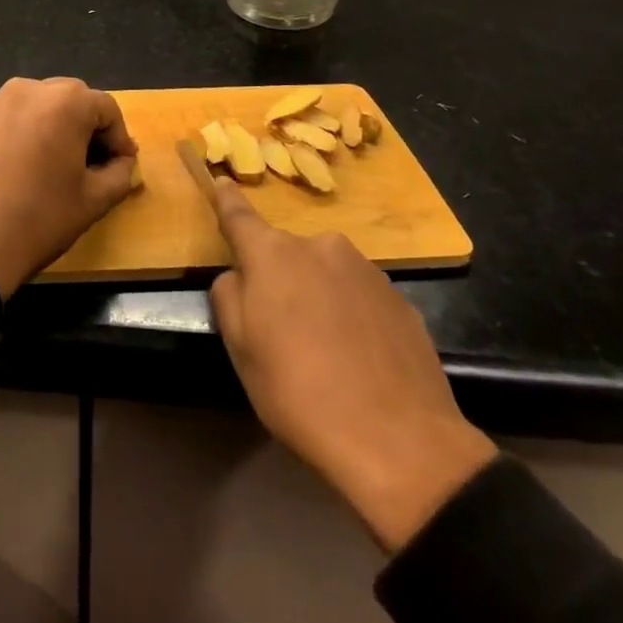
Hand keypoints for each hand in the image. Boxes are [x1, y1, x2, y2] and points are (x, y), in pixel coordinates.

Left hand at [0, 77, 138, 295]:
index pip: (107, 109)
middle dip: (89, 128)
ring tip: (60, 165)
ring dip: (58, 128)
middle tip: (95, 165)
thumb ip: (120, 173)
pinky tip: (28, 166)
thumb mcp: (94, 200)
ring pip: (42, 106)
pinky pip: (16, 116)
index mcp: (65, 101)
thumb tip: (123, 163)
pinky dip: (30, 132)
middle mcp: (30, 88)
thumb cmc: (40, 218)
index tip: (122, 166)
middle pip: (74, 100)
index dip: (119, 138)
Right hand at [208, 178, 496, 551]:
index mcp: (273, 254)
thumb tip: (239, 276)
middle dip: (279, 278)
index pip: (239, 215)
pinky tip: (358, 360)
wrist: (399, 442)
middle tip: (281, 330)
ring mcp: (366, 270)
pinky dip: (351, 316)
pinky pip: (359, 297)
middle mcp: (320, 246)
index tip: (221, 180)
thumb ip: (229, 296)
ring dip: (317, 296)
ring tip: (324, 351)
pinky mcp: (400, 299)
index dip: (226, 199)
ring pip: (325, 274)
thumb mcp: (240, 349)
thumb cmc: (299, 392)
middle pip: (286, 254)